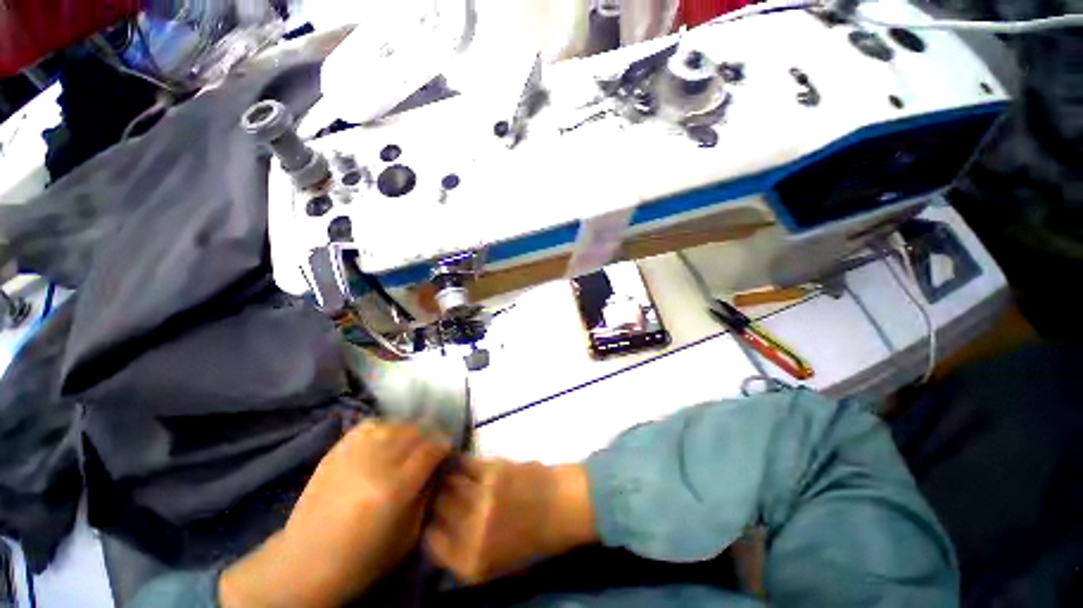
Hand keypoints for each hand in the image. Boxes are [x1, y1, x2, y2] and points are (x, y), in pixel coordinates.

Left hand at [219, 421, 450, 606]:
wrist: (304, 565)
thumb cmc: (362, 559)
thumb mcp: (407, 537)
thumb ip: (426, 497)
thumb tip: (437, 470)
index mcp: (396, 488)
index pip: (431, 450)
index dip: (444, 445)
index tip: (448, 448)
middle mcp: (376, 464)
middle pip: (414, 432)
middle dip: (429, 435)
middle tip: (432, 444)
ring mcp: (353, 455)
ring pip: (393, 425)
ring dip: (408, 429)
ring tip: (411, 440)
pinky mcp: (335, 452)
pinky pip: (367, 426)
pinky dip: (383, 426)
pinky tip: (386, 436)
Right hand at [424, 458, 595, 583]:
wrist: (563, 507)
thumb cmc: (533, 539)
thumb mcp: (495, 566)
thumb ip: (463, 554)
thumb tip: (436, 530)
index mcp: (470, 564)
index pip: (429, 543)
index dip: (427, 524)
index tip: (429, 513)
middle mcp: (471, 533)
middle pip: (435, 509)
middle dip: (434, 498)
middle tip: (435, 489)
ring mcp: (482, 500)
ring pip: (447, 484)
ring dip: (445, 477)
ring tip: (443, 472)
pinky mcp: (493, 472)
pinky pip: (464, 464)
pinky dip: (458, 462)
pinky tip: (457, 460)